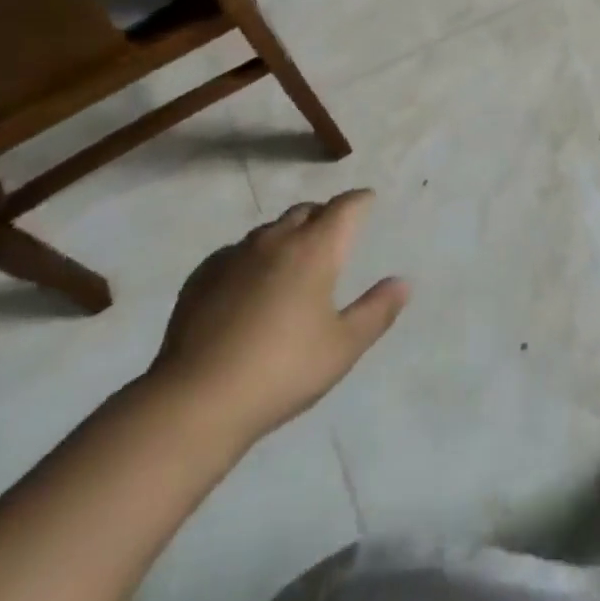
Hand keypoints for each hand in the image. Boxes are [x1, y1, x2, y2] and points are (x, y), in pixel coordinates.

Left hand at [148, 191, 407, 448]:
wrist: (196, 400)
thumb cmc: (283, 370)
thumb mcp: (343, 347)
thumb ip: (377, 310)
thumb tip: (403, 282)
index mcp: (315, 249)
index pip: (345, 207)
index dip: (360, 200)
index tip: (368, 200)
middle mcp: (276, 240)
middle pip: (306, 211)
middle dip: (323, 216)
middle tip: (333, 235)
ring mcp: (234, 256)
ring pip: (269, 231)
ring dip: (287, 236)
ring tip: (293, 262)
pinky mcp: (202, 277)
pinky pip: (236, 253)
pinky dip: (253, 259)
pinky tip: (249, 285)